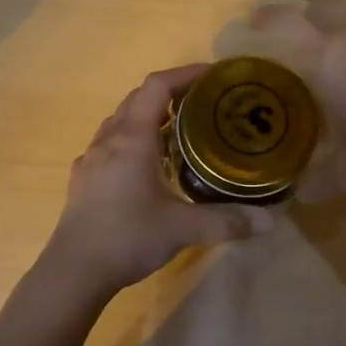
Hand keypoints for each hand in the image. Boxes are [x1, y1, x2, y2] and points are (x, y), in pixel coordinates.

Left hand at [42, 65, 278, 297]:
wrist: (73, 271)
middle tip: (204, 104)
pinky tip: (147, 166)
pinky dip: (133, 139)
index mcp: (132, 138)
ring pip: (121, 120)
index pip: (157, 85)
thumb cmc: (127, 237)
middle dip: (171, 93)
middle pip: (139, 98)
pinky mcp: (84, 178)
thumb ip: (227, 220)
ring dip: (149, 116)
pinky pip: (110, 143)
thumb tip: (271, 220)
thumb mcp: (182, 228)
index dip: (186, 74)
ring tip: (180, 131)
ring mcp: (92, 157)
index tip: (214, 76)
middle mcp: (109, 138)